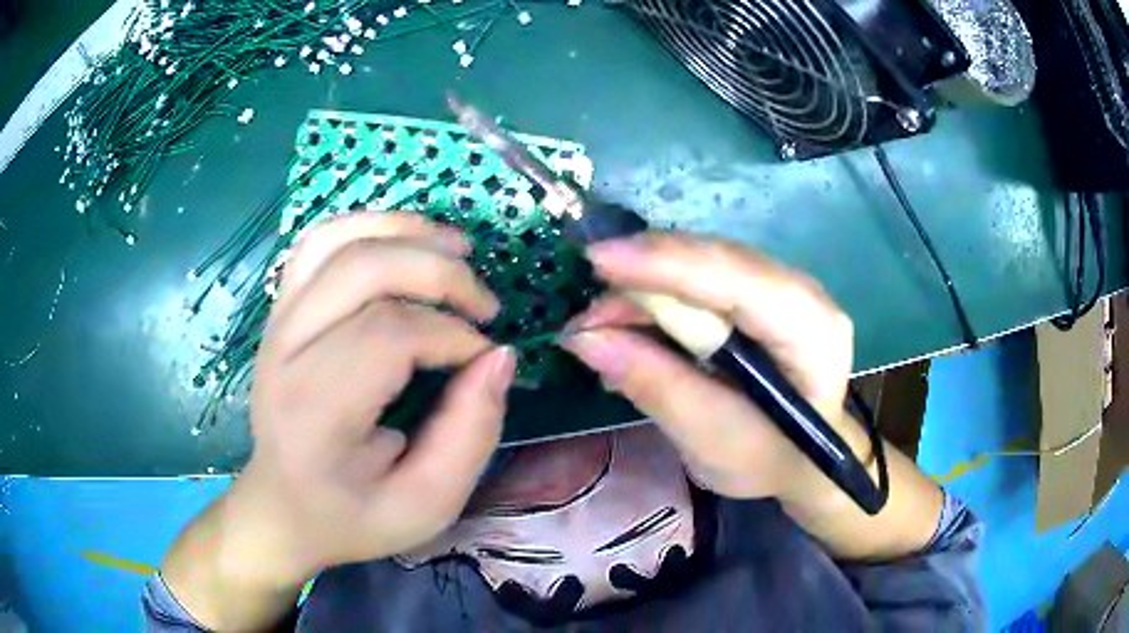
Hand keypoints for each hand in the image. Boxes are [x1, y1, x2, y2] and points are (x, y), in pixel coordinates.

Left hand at [163, 213, 514, 627]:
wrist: (283, 506)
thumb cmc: (352, 514)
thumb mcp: (427, 504)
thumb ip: (470, 435)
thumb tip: (500, 356)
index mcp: (314, 412)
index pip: (387, 335)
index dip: (451, 336)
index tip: (485, 359)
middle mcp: (284, 352)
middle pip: (363, 270)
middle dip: (439, 274)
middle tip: (485, 304)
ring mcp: (276, 323)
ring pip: (338, 240)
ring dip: (407, 232)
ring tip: (458, 250)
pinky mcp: (280, 310)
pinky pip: (320, 242)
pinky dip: (370, 227)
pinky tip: (408, 242)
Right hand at [563, 233, 942, 561]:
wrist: (804, 460)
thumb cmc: (770, 459)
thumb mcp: (711, 438)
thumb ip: (655, 385)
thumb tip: (584, 339)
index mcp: (811, 330)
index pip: (738, 279)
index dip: (668, 265)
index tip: (598, 262)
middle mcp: (801, 291)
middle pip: (715, 262)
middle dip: (644, 278)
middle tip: (586, 314)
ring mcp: (779, 287)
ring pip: (701, 265)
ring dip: (644, 290)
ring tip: (598, 328)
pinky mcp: (757, 293)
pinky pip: (700, 280)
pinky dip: (658, 300)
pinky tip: (628, 327)